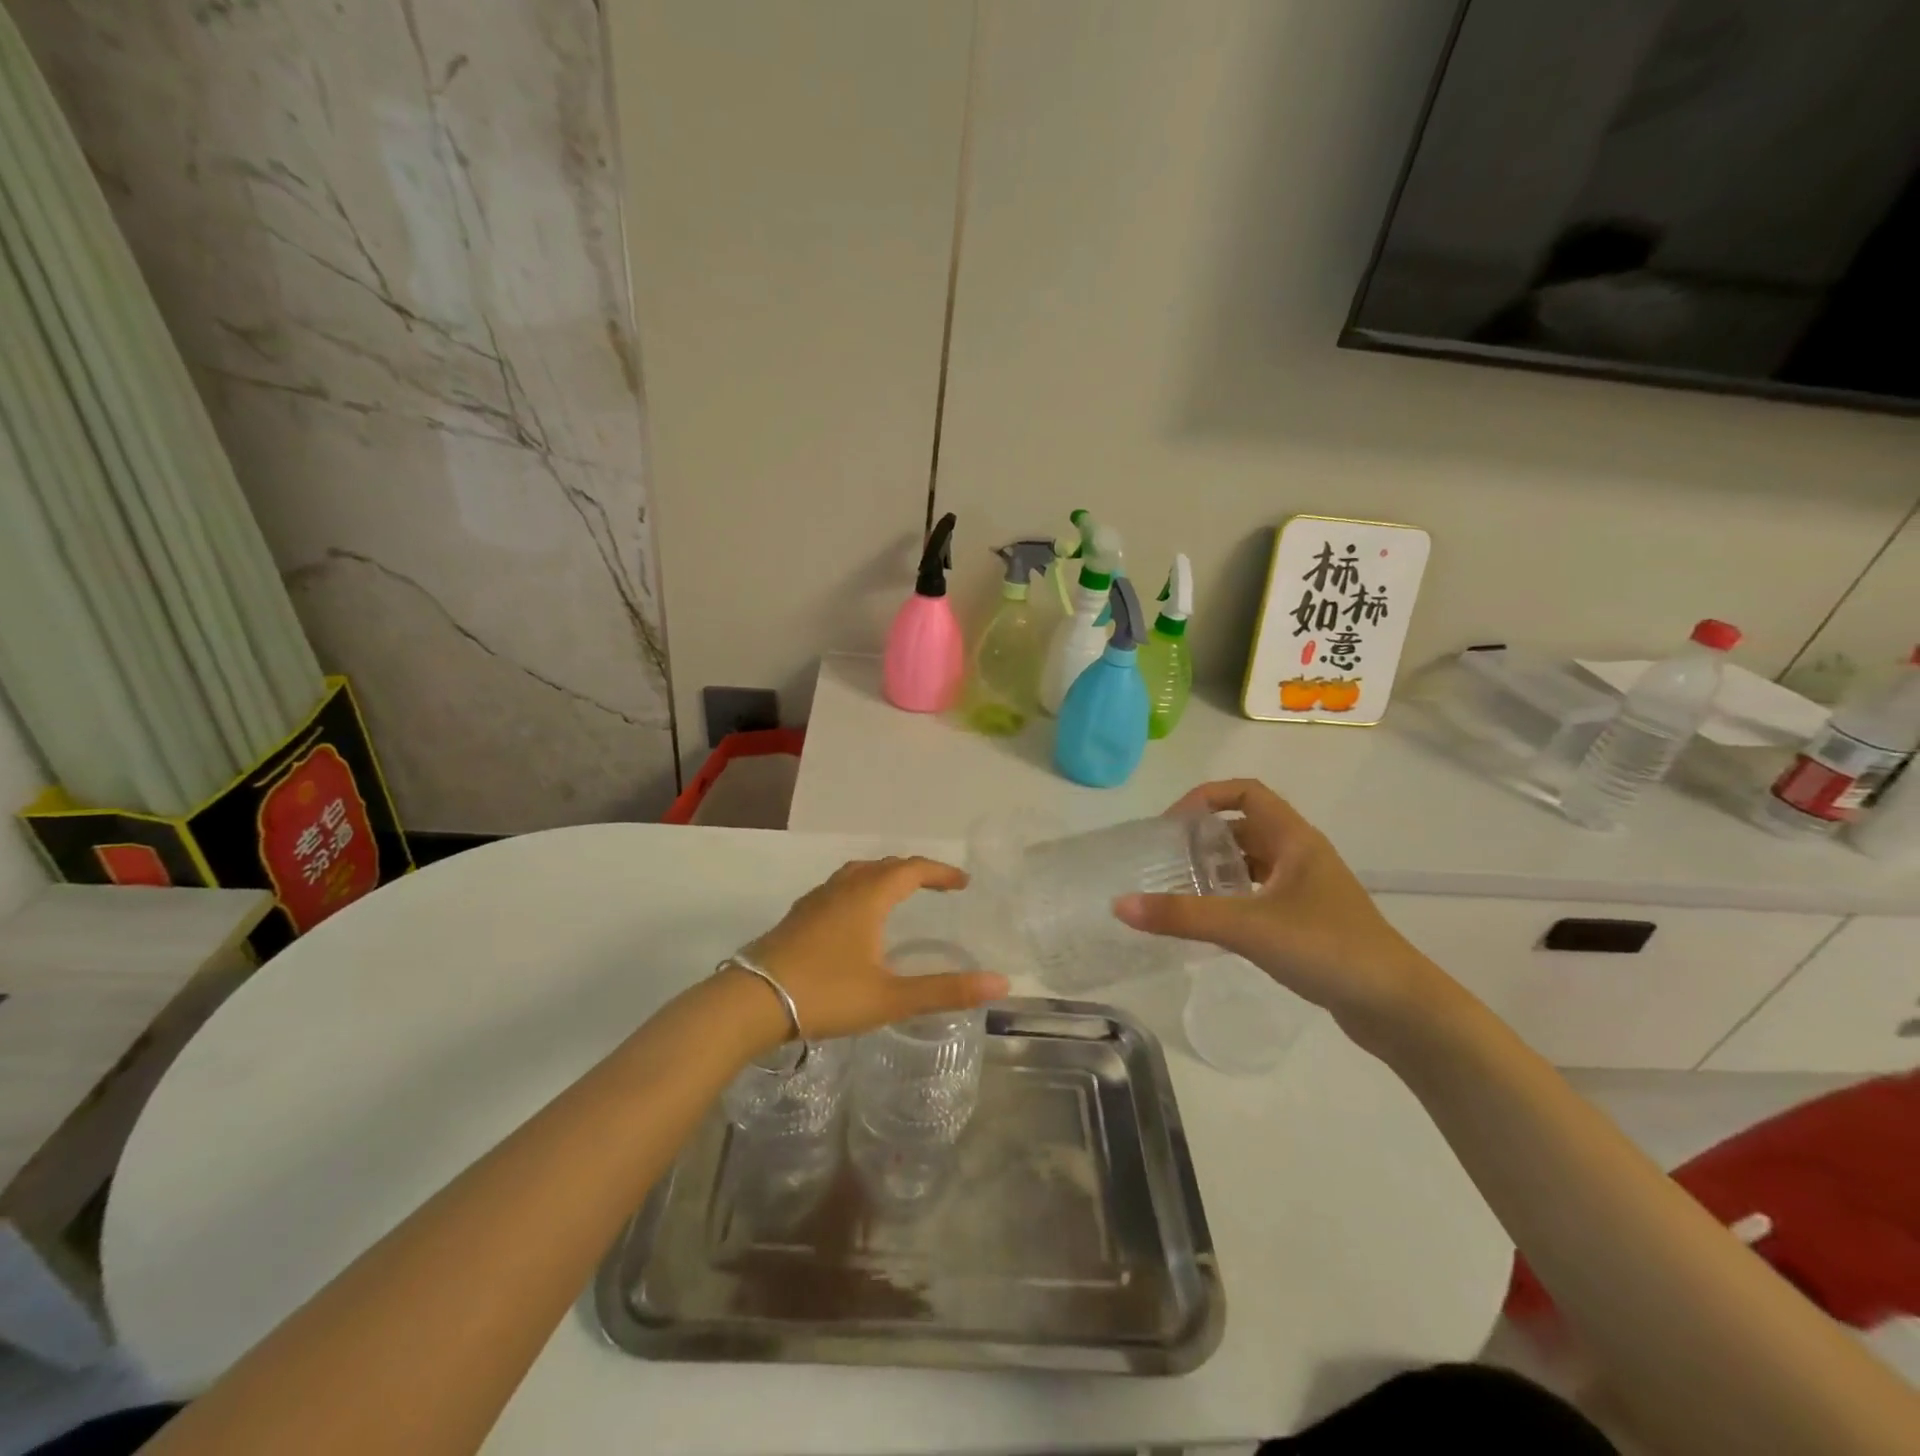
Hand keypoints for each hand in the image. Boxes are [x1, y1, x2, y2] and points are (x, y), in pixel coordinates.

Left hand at [729, 856, 1009, 1048]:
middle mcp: (842, 889)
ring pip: (856, 874)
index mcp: (868, 897)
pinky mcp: (797, 917)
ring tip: (899, 895)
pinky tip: (855, 919)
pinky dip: (859, 890)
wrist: (750, 1002)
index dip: (940, 872)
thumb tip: (1001, 983)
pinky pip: (838, 889)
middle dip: (915, 872)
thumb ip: (945, 990)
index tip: (962, 882)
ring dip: (884, 877)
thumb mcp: (891, 997)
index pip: (912, 869)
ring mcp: (815, 901)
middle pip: (884, 866)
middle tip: (937, 887)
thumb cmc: (826, 994)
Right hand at [1113, 780, 1458, 1050]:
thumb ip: (1182, 915)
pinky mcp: (1310, 921)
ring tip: (1180, 891)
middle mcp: (1301, 855)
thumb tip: (1119, 905)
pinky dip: (1232, 899)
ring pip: (1252, 864)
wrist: (1399, 1008)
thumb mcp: (1248, 926)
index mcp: (1294, 839)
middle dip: (1202, 839)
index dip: (1204, 798)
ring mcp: (1308, 890)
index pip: (1246, 793)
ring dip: (1217, 870)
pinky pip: (1260, 894)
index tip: (1169, 826)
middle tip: (1164, 862)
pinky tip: (1213, 924)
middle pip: (1244, 828)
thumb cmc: (1327, 949)